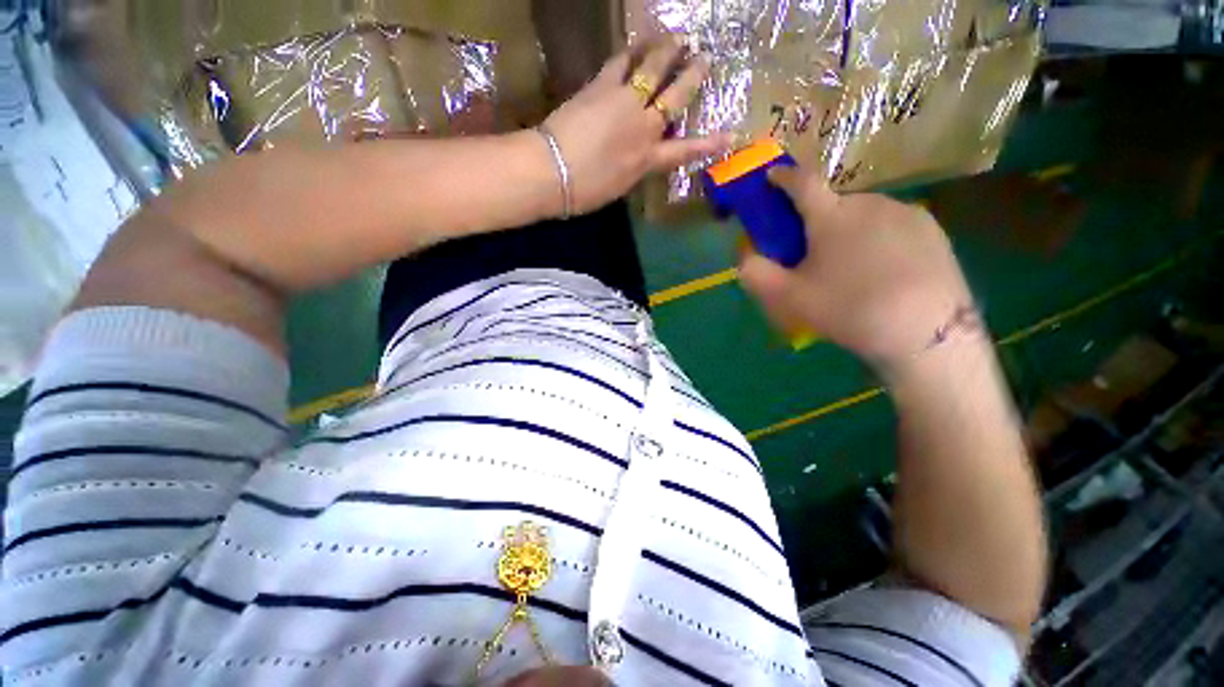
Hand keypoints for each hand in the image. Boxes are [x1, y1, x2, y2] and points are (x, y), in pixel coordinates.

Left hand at [541, 38, 733, 214]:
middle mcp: (644, 127)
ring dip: (667, 50)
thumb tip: (639, 157)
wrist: (552, 172)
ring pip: (653, 69)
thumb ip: (634, 168)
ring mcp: (624, 102)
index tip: (732, 134)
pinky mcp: (601, 86)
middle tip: (704, 57)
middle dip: (692, 75)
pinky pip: (621, 62)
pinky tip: (637, 41)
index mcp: (648, 160)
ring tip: (677, 37)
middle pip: (675, 96)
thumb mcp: (618, 188)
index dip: (710, 143)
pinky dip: (632, 49)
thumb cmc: (584, 192)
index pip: (686, 150)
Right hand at [738, 166, 974, 373]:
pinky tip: (882, 268)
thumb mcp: (789, 298)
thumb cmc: (848, 309)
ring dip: (847, 229)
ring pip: (863, 214)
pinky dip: (877, 236)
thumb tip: (744, 255)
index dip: (783, 177)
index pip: (801, 182)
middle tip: (812, 253)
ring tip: (850, 266)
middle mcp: (869, 202)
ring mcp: (904, 212)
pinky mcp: (932, 228)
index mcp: (831, 216)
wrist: (927, 331)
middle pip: (832, 203)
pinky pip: (891, 223)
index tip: (773, 176)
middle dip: (816, 220)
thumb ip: (756, 273)